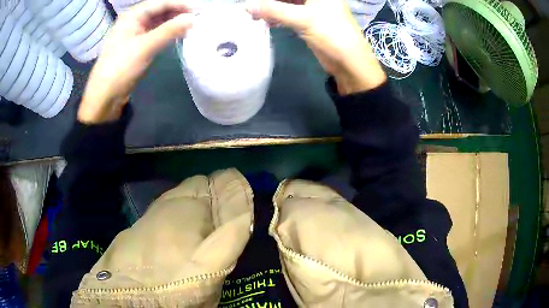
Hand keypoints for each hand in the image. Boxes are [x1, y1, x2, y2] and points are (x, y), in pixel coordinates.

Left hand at [78, 0, 195, 123]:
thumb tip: (193, 18)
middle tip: (197, 19)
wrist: (105, 96)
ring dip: (173, 24)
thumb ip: (170, 30)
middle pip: (159, 11)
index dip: (179, 4)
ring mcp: (135, 34)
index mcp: (132, 16)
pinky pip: (155, 34)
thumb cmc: (121, 67)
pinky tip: (178, 36)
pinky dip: (167, 34)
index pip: (160, 3)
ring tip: (191, 27)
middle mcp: (133, 21)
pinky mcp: (137, 47)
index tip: (198, 10)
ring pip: (158, 23)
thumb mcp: (145, 46)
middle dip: (177, 13)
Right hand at [249, 0, 386, 94]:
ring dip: (271, 9)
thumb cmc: (331, 33)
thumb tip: (246, 5)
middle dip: (270, 1)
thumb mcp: (302, 19)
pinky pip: (289, 14)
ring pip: (287, 3)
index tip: (255, 1)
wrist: (349, 62)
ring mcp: (313, 9)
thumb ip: (273, 10)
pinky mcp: (310, 21)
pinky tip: (266, 22)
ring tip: (255, 15)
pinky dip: (278, 17)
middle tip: (252, 7)